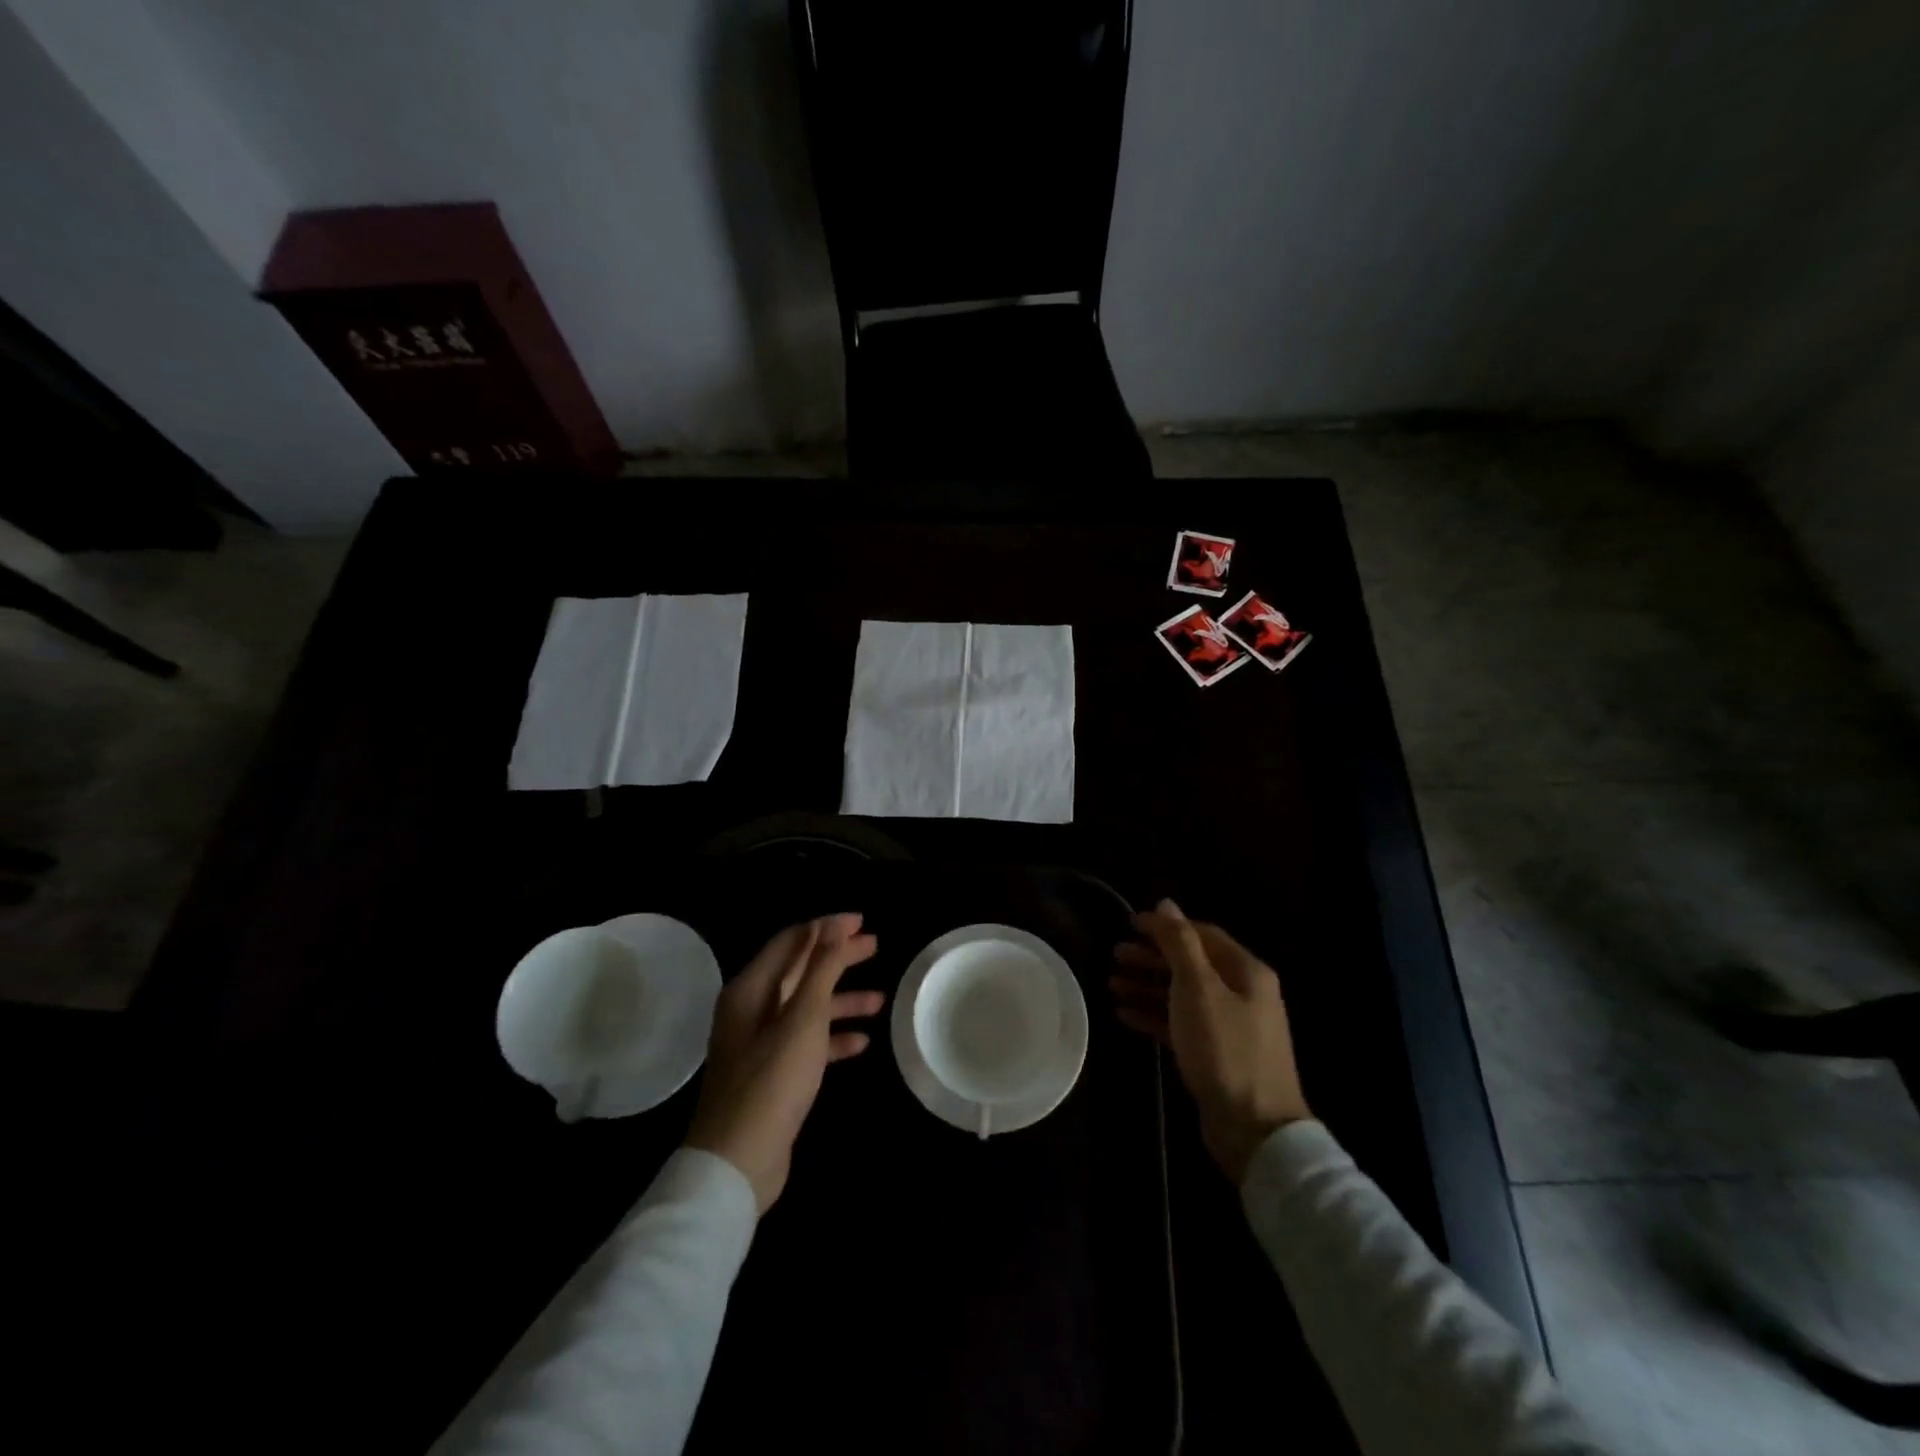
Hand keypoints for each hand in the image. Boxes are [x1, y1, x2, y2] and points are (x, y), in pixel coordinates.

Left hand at [686, 914, 883, 1212]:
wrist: (738, 1162)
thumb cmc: (772, 1079)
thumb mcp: (803, 1017)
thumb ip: (820, 968)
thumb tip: (833, 923)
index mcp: (751, 989)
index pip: (792, 942)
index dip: (826, 928)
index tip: (861, 922)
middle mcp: (751, 1010)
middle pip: (800, 971)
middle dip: (837, 959)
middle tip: (875, 947)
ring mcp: (760, 1044)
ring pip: (807, 1009)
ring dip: (841, 1001)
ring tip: (880, 1000)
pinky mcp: (772, 1074)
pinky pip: (806, 1043)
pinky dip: (832, 1038)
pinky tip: (862, 1043)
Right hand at [1111, 900, 1311, 1184]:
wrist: (1254, 1129)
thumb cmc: (1225, 1048)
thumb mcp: (1198, 988)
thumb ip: (1180, 943)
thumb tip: (1166, 903)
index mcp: (1246, 971)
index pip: (1201, 935)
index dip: (1164, 927)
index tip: (1128, 925)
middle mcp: (1242, 993)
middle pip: (1190, 964)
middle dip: (1152, 957)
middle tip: (1114, 955)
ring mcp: (1230, 1026)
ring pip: (1182, 995)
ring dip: (1147, 986)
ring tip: (1111, 984)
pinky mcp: (1216, 1056)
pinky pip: (1180, 1024)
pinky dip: (1154, 1015)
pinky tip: (1124, 1015)